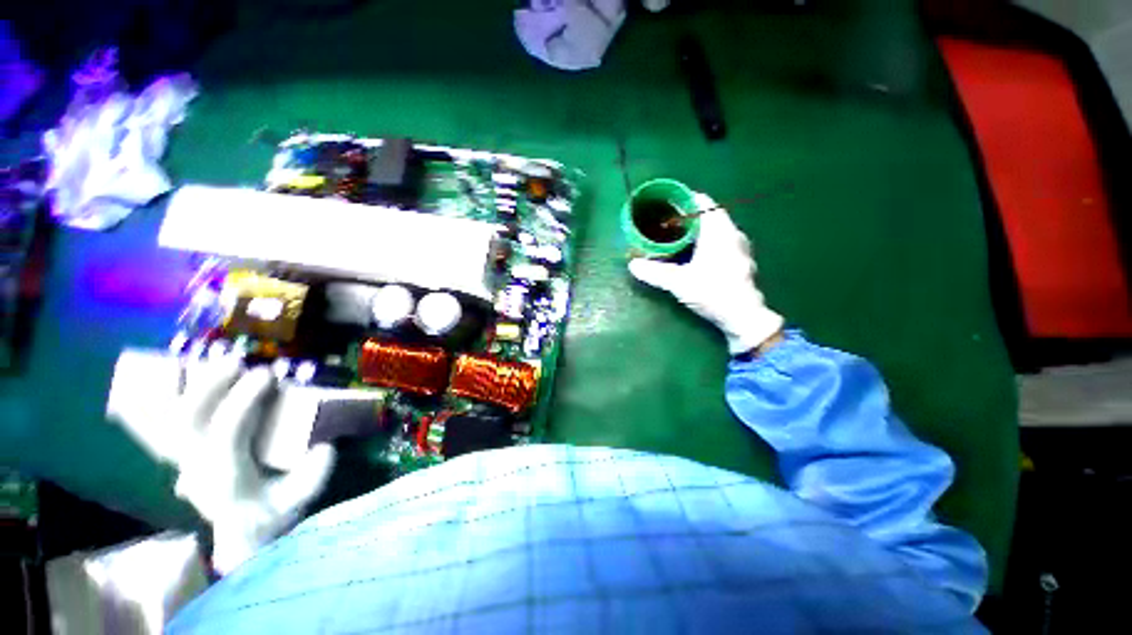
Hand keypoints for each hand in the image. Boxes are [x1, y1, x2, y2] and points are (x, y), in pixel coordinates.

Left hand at [172, 358, 335, 574]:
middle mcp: (196, 467)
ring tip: (214, 362)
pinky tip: (184, 374)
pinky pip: (171, 421)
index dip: (241, 401)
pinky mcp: (186, 453)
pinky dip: (173, 396)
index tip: (266, 375)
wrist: (243, 537)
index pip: (225, 433)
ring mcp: (185, 460)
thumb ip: (312, 476)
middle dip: (207, 386)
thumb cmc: (272, 515)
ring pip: (171, 419)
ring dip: (189, 386)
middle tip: (236, 361)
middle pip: (185, 421)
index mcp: (225, 478)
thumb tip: (326, 445)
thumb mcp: (299, 500)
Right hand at [628, 193, 783, 354]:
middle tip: (667, 223)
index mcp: (719, 232)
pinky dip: (707, 242)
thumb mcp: (678, 282)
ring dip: (699, 230)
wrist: (742, 316)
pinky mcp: (740, 261)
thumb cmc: (712, 292)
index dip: (686, 200)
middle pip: (710, 215)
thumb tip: (633, 265)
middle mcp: (733, 234)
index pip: (704, 203)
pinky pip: (722, 241)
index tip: (668, 204)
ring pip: (717, 229)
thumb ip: (654, 272)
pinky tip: (695, 255)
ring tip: (678, 237)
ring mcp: (740, 248)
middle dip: (689, 217)